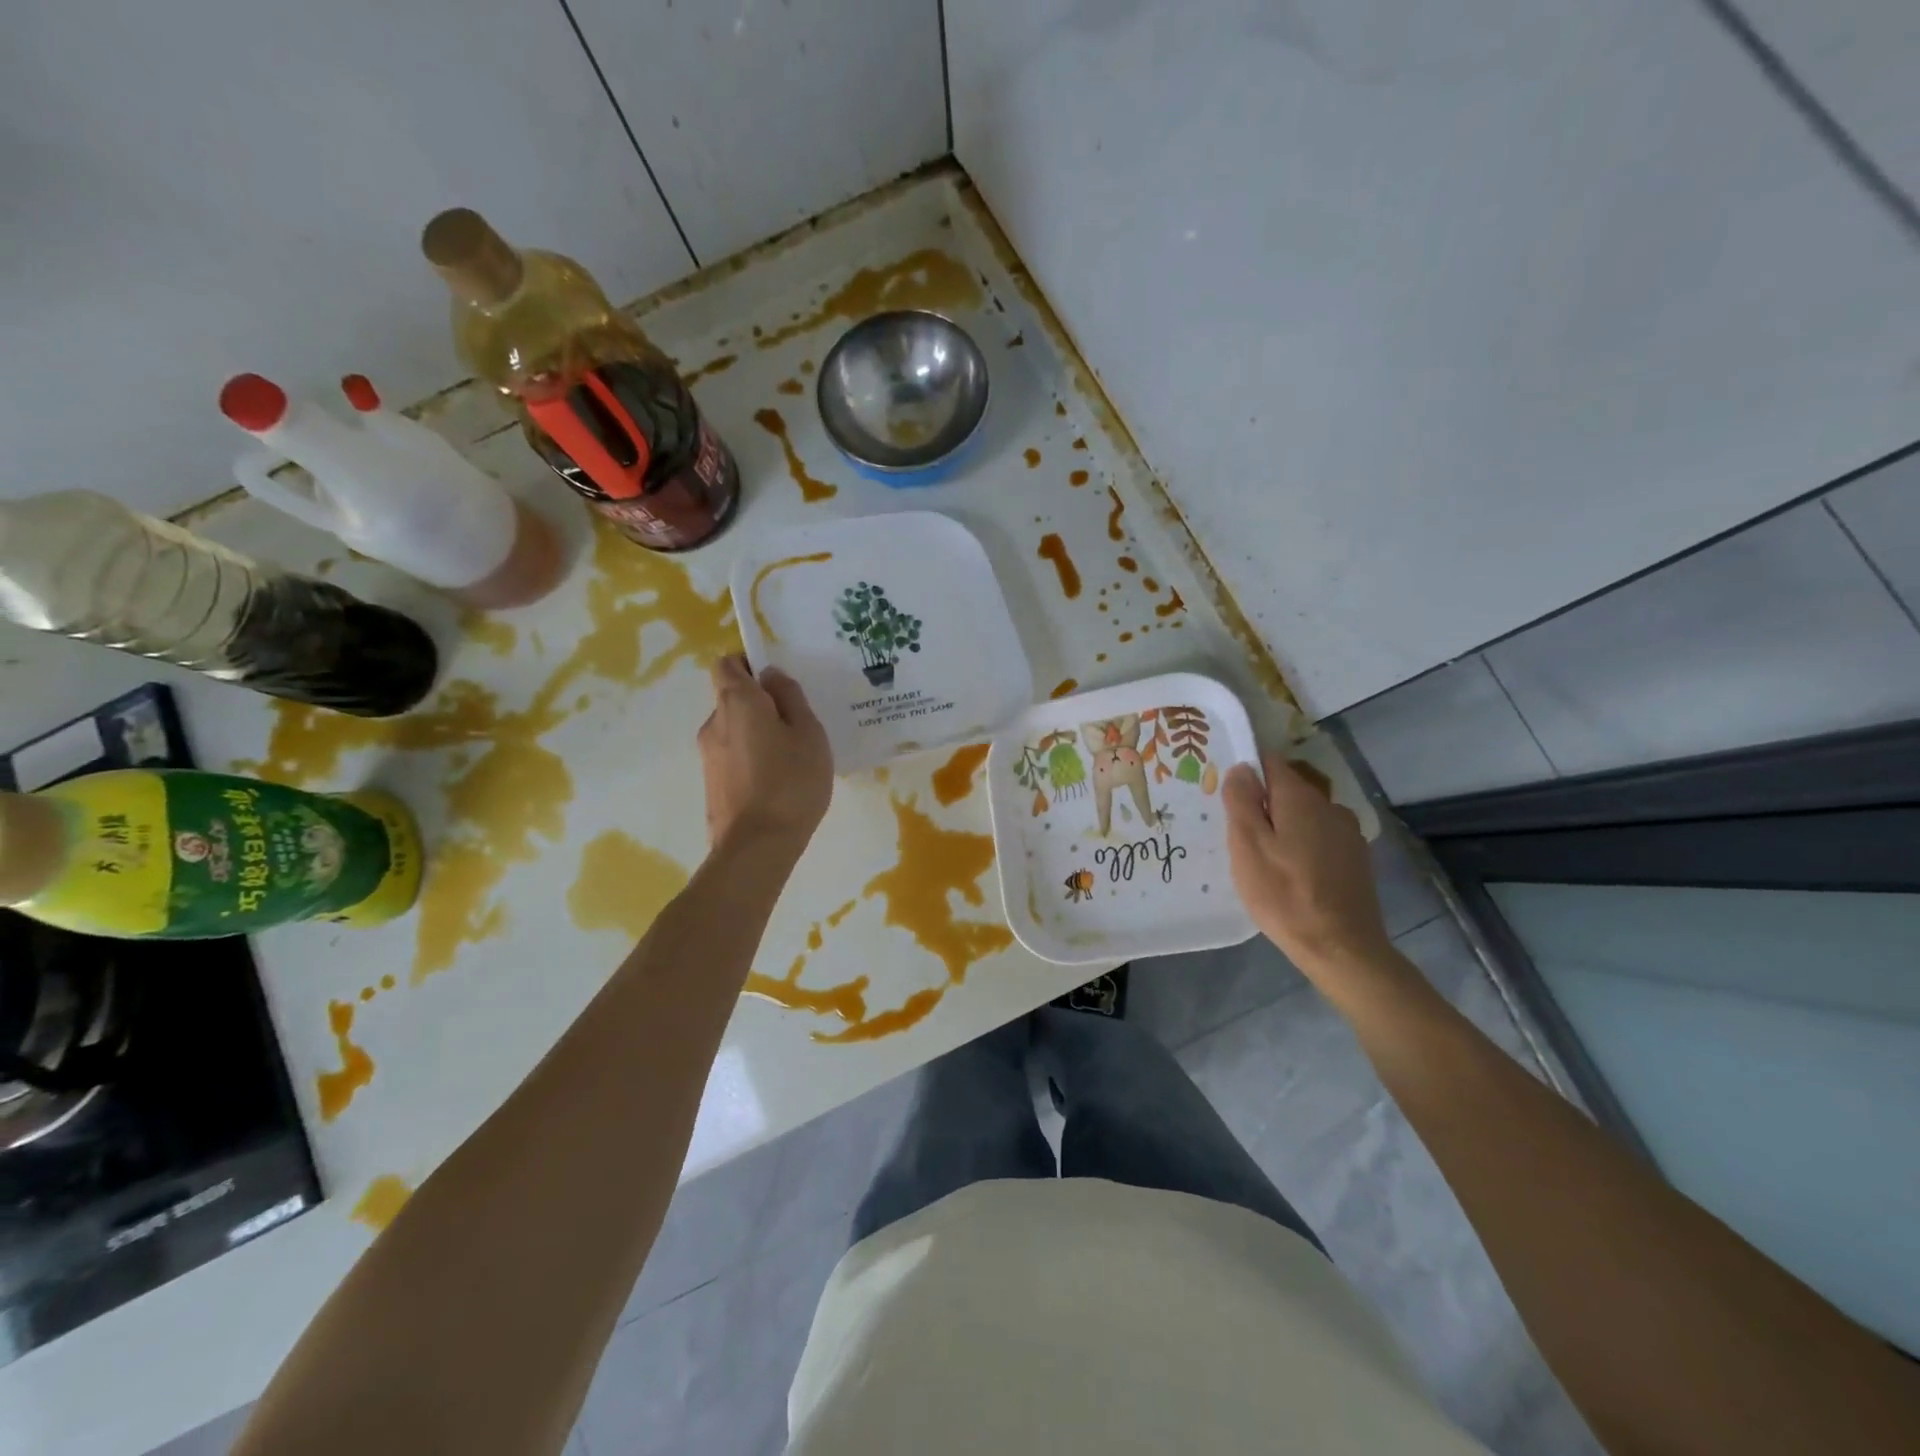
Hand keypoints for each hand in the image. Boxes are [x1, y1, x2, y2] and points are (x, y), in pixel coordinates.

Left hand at [698, 656, 832, 851]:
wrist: (757, 846)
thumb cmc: (791, 782)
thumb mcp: (809, 733)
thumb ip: (791, 698)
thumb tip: (771, 676)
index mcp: (737, 702)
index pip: (727, 664)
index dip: (749, 664)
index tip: (778, 681)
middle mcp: (714, 723)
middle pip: (731, 698)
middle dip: (760, 703)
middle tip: (796, 723)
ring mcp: (708, 756)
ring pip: (734, 730)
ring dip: (757, 734)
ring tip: (790, 757)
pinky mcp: (711, 784)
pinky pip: (732, 757)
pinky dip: (751, 759)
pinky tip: (777, 781)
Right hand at [1224, 752, 1393, 978]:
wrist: (1340, 947)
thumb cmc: (1283, 894)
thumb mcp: (1247, 846)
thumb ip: (1242, 801)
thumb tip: (1241, 767)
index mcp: (1301, 798)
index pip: (1270, 762)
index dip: (1246, 772)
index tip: (1228, 796)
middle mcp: (1329, 805)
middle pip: (1288, 790)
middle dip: (1263, 804)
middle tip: (1239, 836)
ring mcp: (1348, 832)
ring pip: (1304, 815)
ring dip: (1283, 826)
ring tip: (1264, 859)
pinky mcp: (1356, 858)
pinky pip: (1319, 837)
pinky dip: (1302, 845)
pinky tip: (1291, 874)